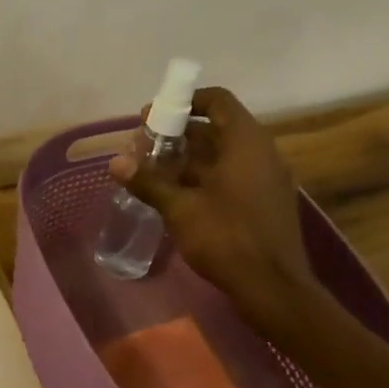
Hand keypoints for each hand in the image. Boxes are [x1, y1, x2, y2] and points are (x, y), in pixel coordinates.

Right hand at [110, 86, 313, 313]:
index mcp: (245, 142)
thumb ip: (148, 182)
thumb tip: (115, 162)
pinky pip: (232, 176)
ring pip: (223, 155)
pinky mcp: (264, 202)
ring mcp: (265, 178)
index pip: (218, 101)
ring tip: (152, 170)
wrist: (273, 287)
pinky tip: (176, 195)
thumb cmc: (227, 238)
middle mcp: (260, 152)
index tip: (155, 115)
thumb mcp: (181, 209)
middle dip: (179, 134)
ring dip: (188, 159)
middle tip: (144, 146)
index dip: (186, 101)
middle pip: (217, 129)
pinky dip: (204, 177)